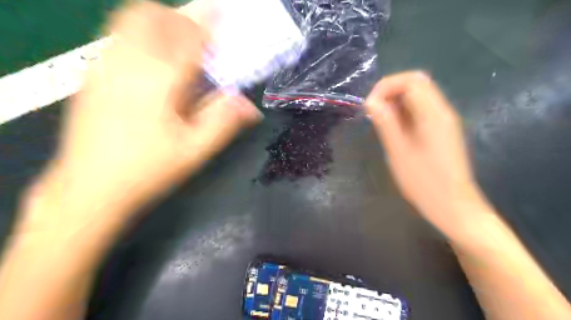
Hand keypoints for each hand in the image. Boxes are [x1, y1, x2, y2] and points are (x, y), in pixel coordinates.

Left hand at [22, 2, 259, 236]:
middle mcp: (127, 63)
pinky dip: (140, 35)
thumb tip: (250, 105)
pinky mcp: (91, 75)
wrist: (89, 187)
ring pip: (129, 21)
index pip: (186, 37)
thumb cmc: (149, 170)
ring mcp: (102, 66)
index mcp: (158, 81)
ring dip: (159, 23)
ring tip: (179, 46)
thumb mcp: (195, 151)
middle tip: (200, 38)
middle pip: (151, 16)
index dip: (206, 22)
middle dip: (179, 18)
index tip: (220, 12)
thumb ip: (224, 122)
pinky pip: (117, 37)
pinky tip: (153, 63)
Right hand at [368, 71, 487, 236]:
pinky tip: (394, 130)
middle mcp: (442, 111)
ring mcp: (443, 121)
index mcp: (434, 114)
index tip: (369, 105)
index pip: (411, 81)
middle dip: (390, 92)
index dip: (386, 86)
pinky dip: (403, 113)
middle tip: (373, 112)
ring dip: (396, 102)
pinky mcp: (441, 131)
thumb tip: (371, 101)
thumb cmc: (424, 182)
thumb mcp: (399, 152)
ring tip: (380, 122)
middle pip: (416, 84)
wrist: (453, 206)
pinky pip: (420, 111)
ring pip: (418, 97)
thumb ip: (386, 123)